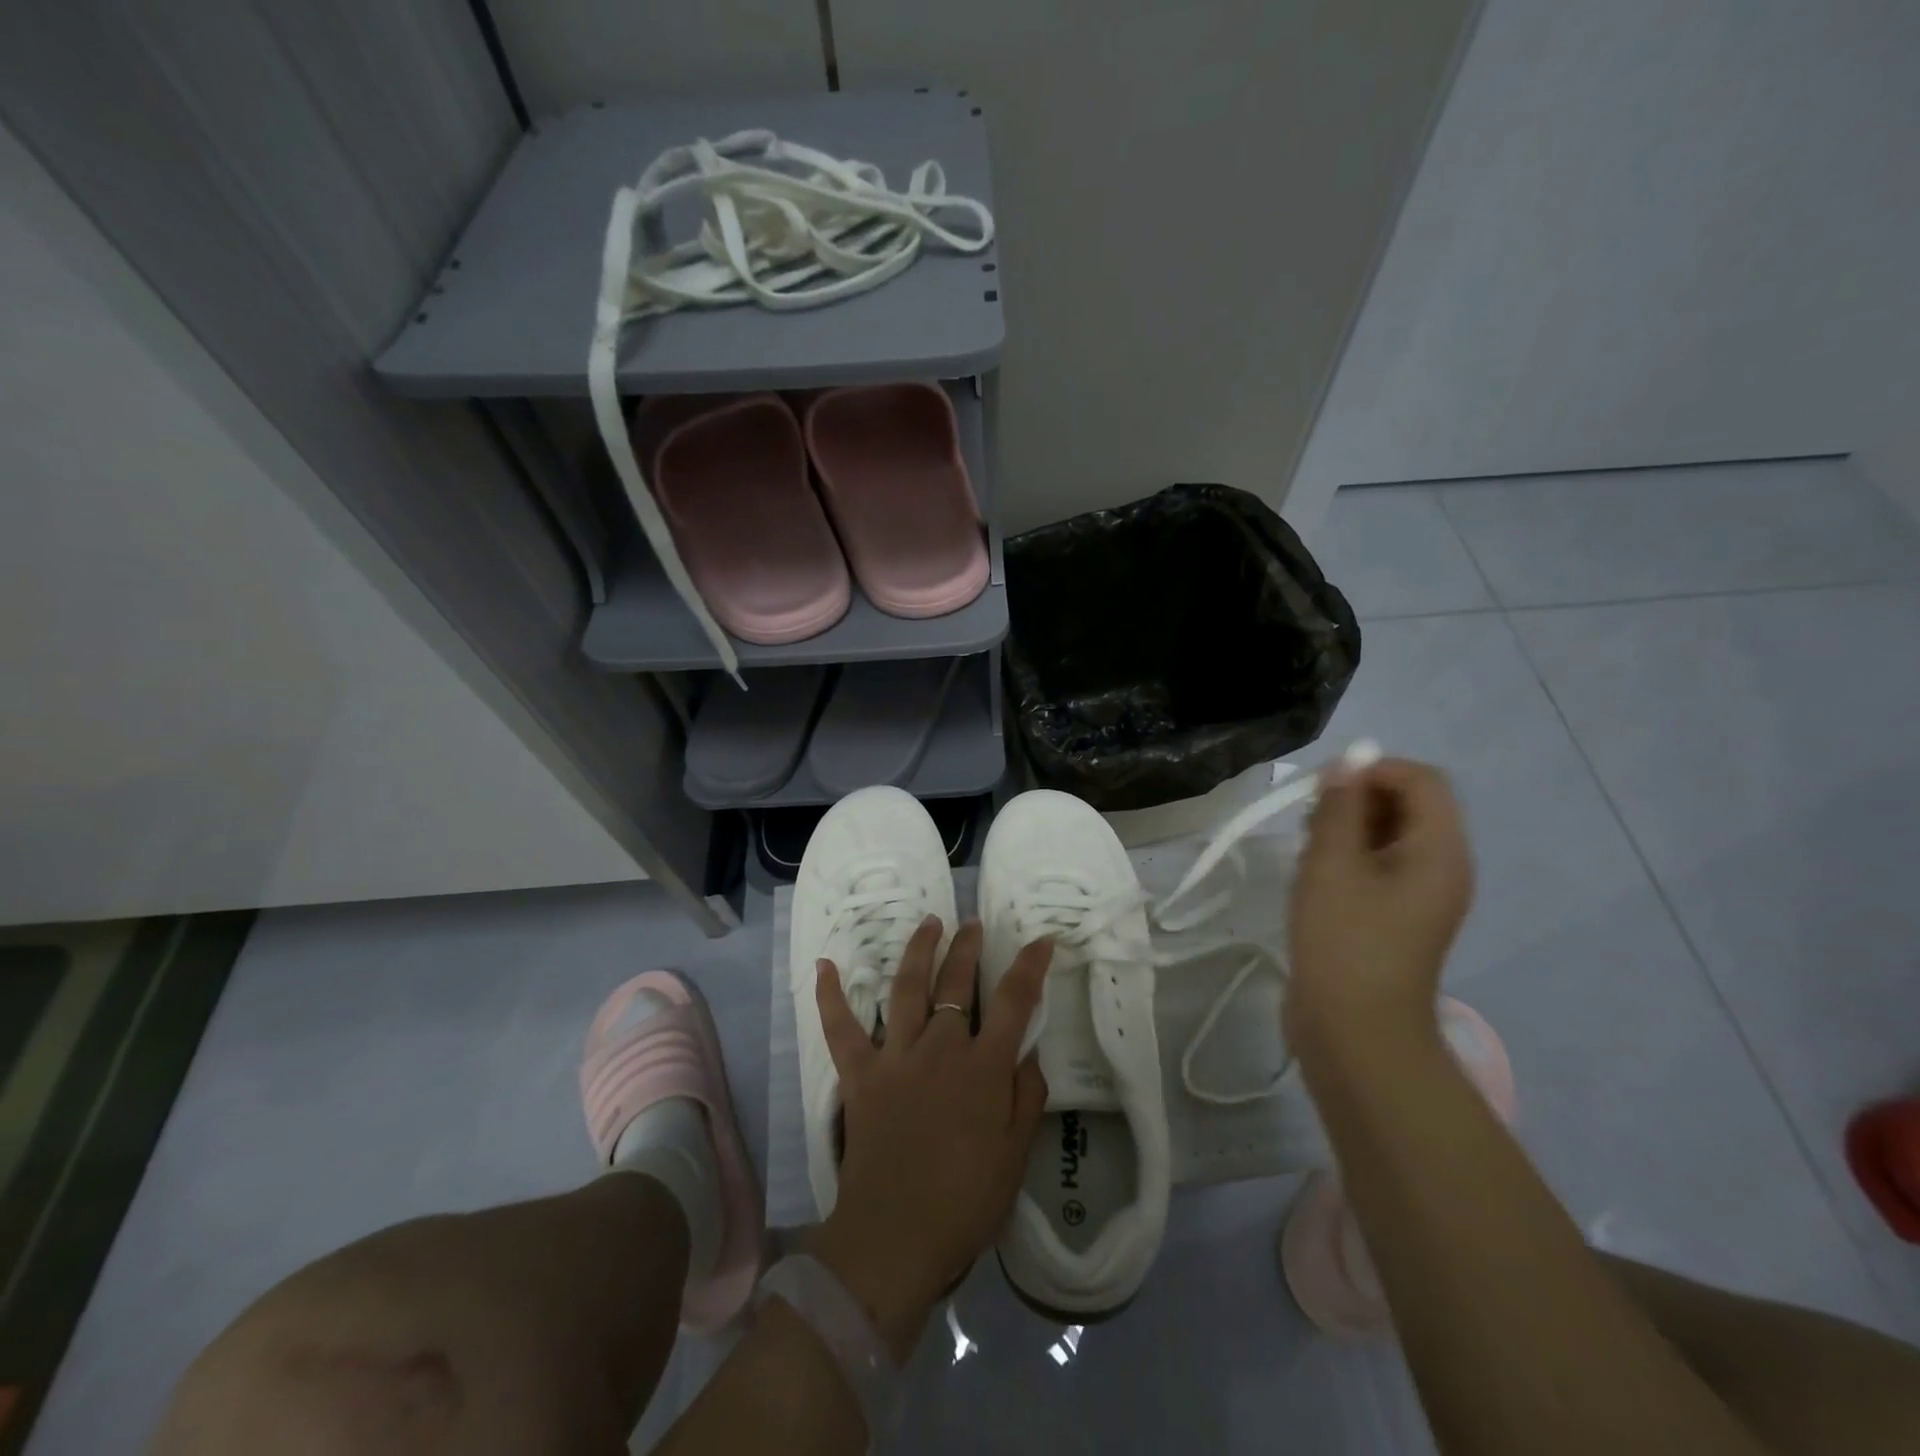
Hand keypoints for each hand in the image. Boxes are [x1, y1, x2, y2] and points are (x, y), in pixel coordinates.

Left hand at [808, 918, 1049, 1358]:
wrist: (895, 1238)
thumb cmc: (966, 1201)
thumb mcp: (1016, 1154)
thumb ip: (1026, 1096)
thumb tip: (1028, 1051)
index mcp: (984, 1067)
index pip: (1013, 1001)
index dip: (1030, 966)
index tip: (1041, 941)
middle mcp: (941, 1048)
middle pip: (956, 983)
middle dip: (967, 947)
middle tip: (972, 923)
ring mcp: (896, 1056)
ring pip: (907, 988)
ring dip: (919, 951)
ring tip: (928, 922)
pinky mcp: (860, 1074)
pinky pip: (841, 1028)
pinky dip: (831, 996)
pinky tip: (825, 965)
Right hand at [1286, 757, 1473, 1054]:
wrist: (1355, 1032)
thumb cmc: (1344, 942)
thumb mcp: (1331, 865)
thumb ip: (1339, 807)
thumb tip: (1348, 762)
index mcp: (1439, 850)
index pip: (1421, 779)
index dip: (1372, 769)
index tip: (1322, 789)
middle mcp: (1442, 866)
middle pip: (1408, 804)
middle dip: (1356, 798)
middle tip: (1308, 820)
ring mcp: (1421, 895)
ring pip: (1389, 835)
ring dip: (1347, 828)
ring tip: (1306, 850)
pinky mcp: (1397, 917)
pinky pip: (1379, 866)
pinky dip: (1348, 857)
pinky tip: (1314, 876)